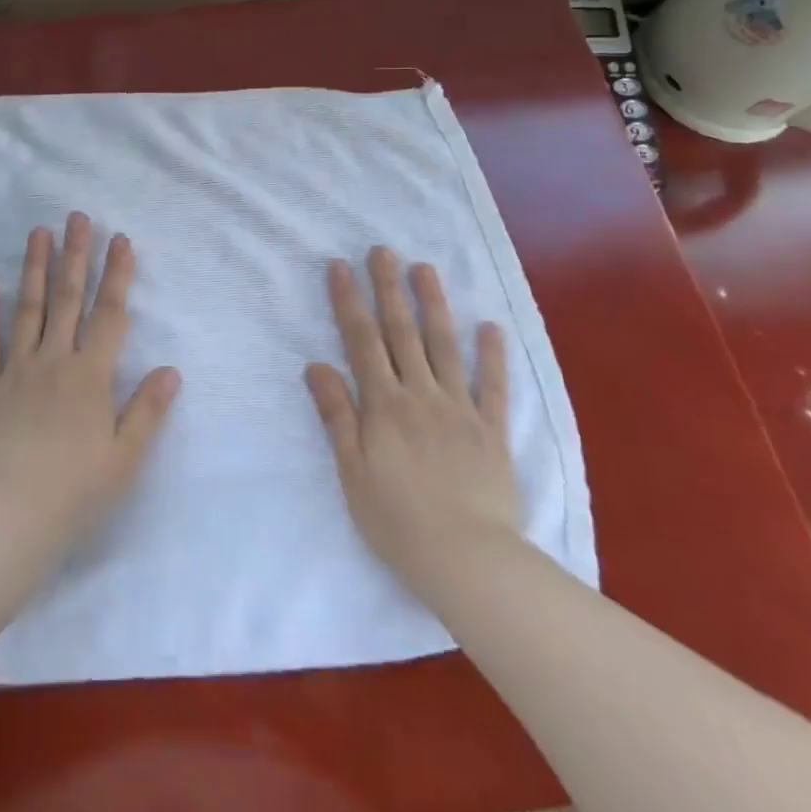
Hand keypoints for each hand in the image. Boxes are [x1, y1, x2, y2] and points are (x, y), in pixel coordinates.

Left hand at [0, 213, 180, 559]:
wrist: (8, 519)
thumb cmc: (74, 492)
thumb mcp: (125, 458)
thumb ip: (148, 410)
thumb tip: (172, 370)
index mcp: (90, 375)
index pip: (109, 314)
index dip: (117, 275)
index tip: (120, 240)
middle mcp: (54, 361)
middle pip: (67, 298)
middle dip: (76, 255)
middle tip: (77, 217)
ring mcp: (16, 370)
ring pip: (27, 308)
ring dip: (35, 267)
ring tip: (39, 231)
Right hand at [304, 247, 519, 598]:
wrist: (468, 561)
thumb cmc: (397, 520)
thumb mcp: (352, 471)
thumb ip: (336, 415)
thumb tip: (316, 364)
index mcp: (383, 404)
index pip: (362, 340)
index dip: (349, 301)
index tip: (340, 266)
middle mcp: (421, 394)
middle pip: (402, 332)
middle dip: (389, 288)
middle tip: (383, 250)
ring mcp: (460, 409)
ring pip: (445, 346)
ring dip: (434, 304)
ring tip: (425, 268)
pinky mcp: (492, 431)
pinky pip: (494, 387)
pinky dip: (493, 355)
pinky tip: (490, 326)